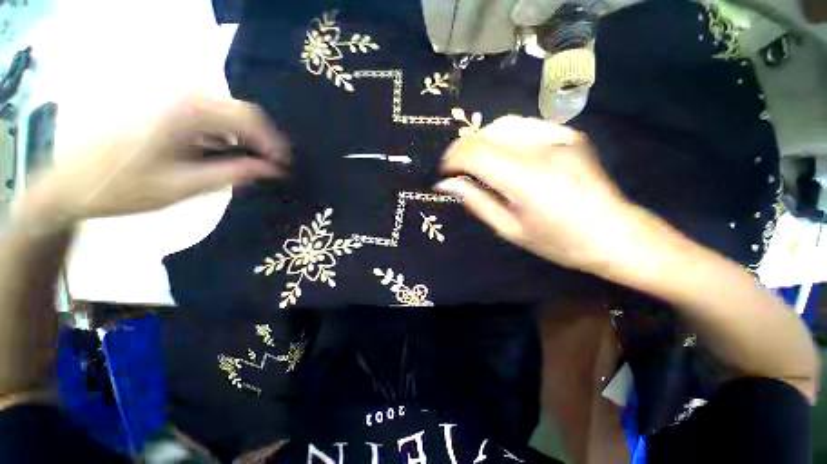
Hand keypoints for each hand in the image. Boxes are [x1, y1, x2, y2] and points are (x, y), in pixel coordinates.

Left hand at [24, 97, 288, 226]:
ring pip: (228, 114)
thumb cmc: (124, 188)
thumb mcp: (185, 186)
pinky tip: (225, 155)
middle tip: (273, 168)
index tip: (285, 167)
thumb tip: (273, 170)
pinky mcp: (166, 106)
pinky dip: (227, 136)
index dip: (274, 143)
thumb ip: (233, 174)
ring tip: (252, 165)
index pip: (250, 118)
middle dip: (263, 141)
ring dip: (246, 139)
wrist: (71, 183)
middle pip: (242, 112)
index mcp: (187, 111)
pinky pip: (211, 116)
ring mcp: (173, 98)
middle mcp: (183, 95)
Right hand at [436, 116, 636, 273]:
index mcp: (525, 179)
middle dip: (463, 150)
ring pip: (503, 125)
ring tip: (477, 163)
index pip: (474, 153)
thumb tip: (447, 184)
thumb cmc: (558, 241)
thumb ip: (476, 202)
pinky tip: (504, 156)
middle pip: (486, 134)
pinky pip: (524, 126)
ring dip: (482, 142)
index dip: (452, 159)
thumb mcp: (509, 229)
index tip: (444, 173)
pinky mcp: (568, 134)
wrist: (615, 233)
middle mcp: (541, 149)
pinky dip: (504, 138)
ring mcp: (558, 137)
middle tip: (457, 170)